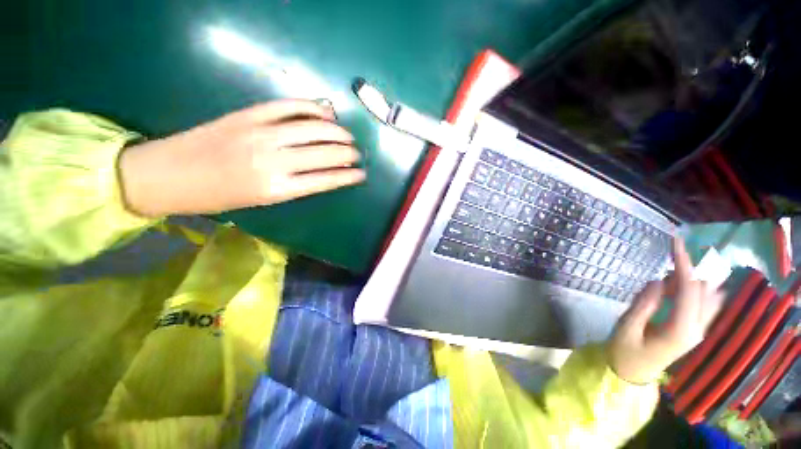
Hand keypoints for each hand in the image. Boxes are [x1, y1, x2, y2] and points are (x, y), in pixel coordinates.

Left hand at [119, 100, 364, 216]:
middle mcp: (274, 160)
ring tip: (348, 136)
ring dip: (337, 132)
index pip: (326, 180)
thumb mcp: (260, 201)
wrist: (167, 174)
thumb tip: (321, 172)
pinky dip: (312, 107)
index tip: (362, 174)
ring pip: (313, 128)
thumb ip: (294, 185)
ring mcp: (261, 133)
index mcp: (277, 189)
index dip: (348, 176)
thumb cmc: (216, 197)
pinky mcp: (248, 115)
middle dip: (348, 153)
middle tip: (357, 154)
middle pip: (324, 153)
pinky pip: (289, 106)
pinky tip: (326, 112)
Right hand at [608, 238, 724, 383]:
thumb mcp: (627, 327)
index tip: (676, 241)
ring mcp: (698, 331)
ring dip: (695, 277)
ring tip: (675, 264)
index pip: (690, 290)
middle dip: (694, 267)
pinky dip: (696, 288)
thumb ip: (644, 304)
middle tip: (676, 249)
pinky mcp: (694, 330)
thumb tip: (659, 281)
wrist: (632, 374)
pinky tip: (679, 282)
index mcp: (680, 330)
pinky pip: (704, 305)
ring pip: (708, 297)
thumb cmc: (625, 351)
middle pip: (704, 291)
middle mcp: (697, 329)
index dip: (685, 263)